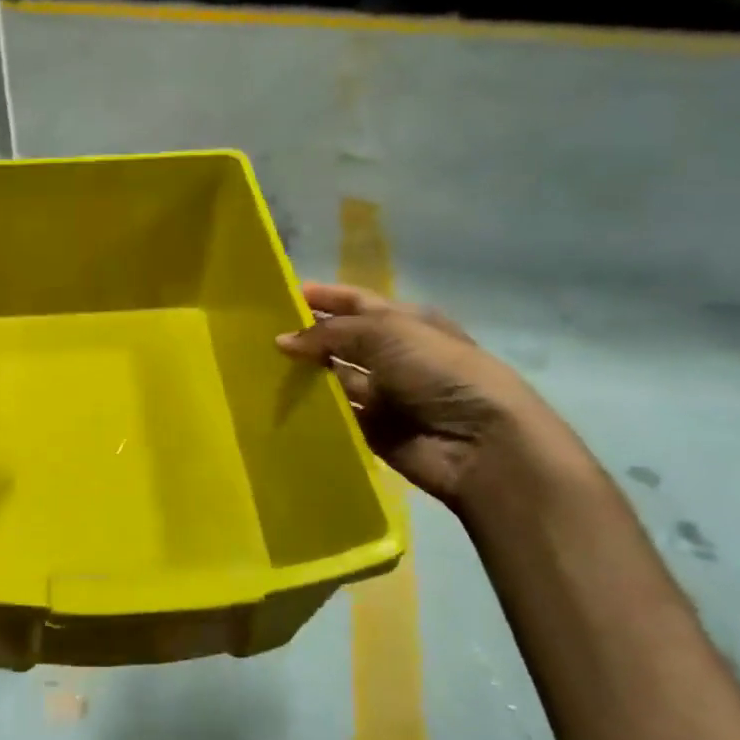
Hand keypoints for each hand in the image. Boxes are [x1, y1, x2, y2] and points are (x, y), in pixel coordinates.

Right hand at [276, 283, 566, 508]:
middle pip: (342, 340)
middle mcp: (394, 355)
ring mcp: (384, 394)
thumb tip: (282, 340)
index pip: (356, 302)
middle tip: (259, 336)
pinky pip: (336, 415)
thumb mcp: (385, 333)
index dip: (323, 297)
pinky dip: (313, 410)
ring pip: (335, 378)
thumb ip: (329, 333)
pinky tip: (279, 404)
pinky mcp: (374, 430)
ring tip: (260, 369)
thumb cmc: (438, 371)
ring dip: (306, 374)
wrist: (480, 442)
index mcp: (405, 322)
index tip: (281, 296)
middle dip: (307, 336)